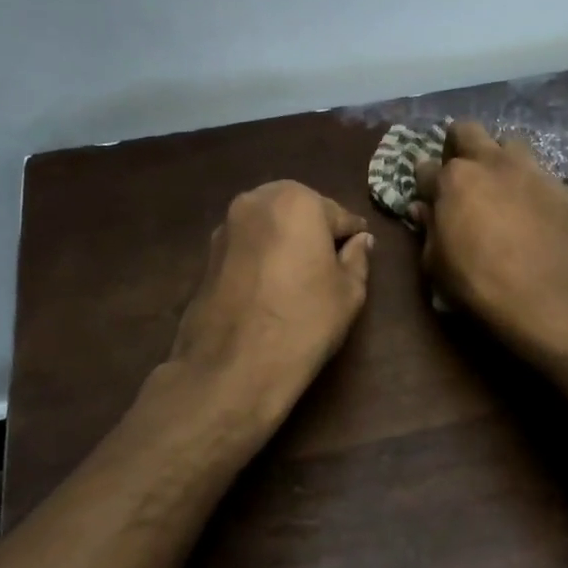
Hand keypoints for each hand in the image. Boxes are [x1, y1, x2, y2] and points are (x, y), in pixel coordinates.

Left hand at [167, 180, 373, 426]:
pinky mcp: (207, 253)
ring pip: (269, 226)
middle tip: (328, 267)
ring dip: (285, 242)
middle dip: (314, 232)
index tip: (358, 255)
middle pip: (298, 211)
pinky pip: (246, 245)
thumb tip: (360, 240)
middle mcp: (256, 201)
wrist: (233, 367)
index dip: (351, 237)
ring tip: (298, 279)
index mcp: (297, 200)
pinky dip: (261, 257)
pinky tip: (269, 288)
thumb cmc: (303, 322)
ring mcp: (225, 226)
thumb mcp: (348, 292)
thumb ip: (357, 258)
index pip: (338, 215)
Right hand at [411, 122, 567, 351]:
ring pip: (508, 144)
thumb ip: (429, 230)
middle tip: (460, 174)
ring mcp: (529, 170)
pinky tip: (529, 208)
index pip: (426, 167)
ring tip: (499, 185)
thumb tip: (423, 209)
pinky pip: (538, 172)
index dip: (424, 183)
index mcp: (453, 179)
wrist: (550, 299)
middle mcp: (490, 163)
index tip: (427, 196)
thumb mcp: (437, 265)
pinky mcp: (559, 186)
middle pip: (467, 131)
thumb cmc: (480, 285)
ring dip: (498, 158)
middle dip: (458, 145)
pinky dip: (527, 183)